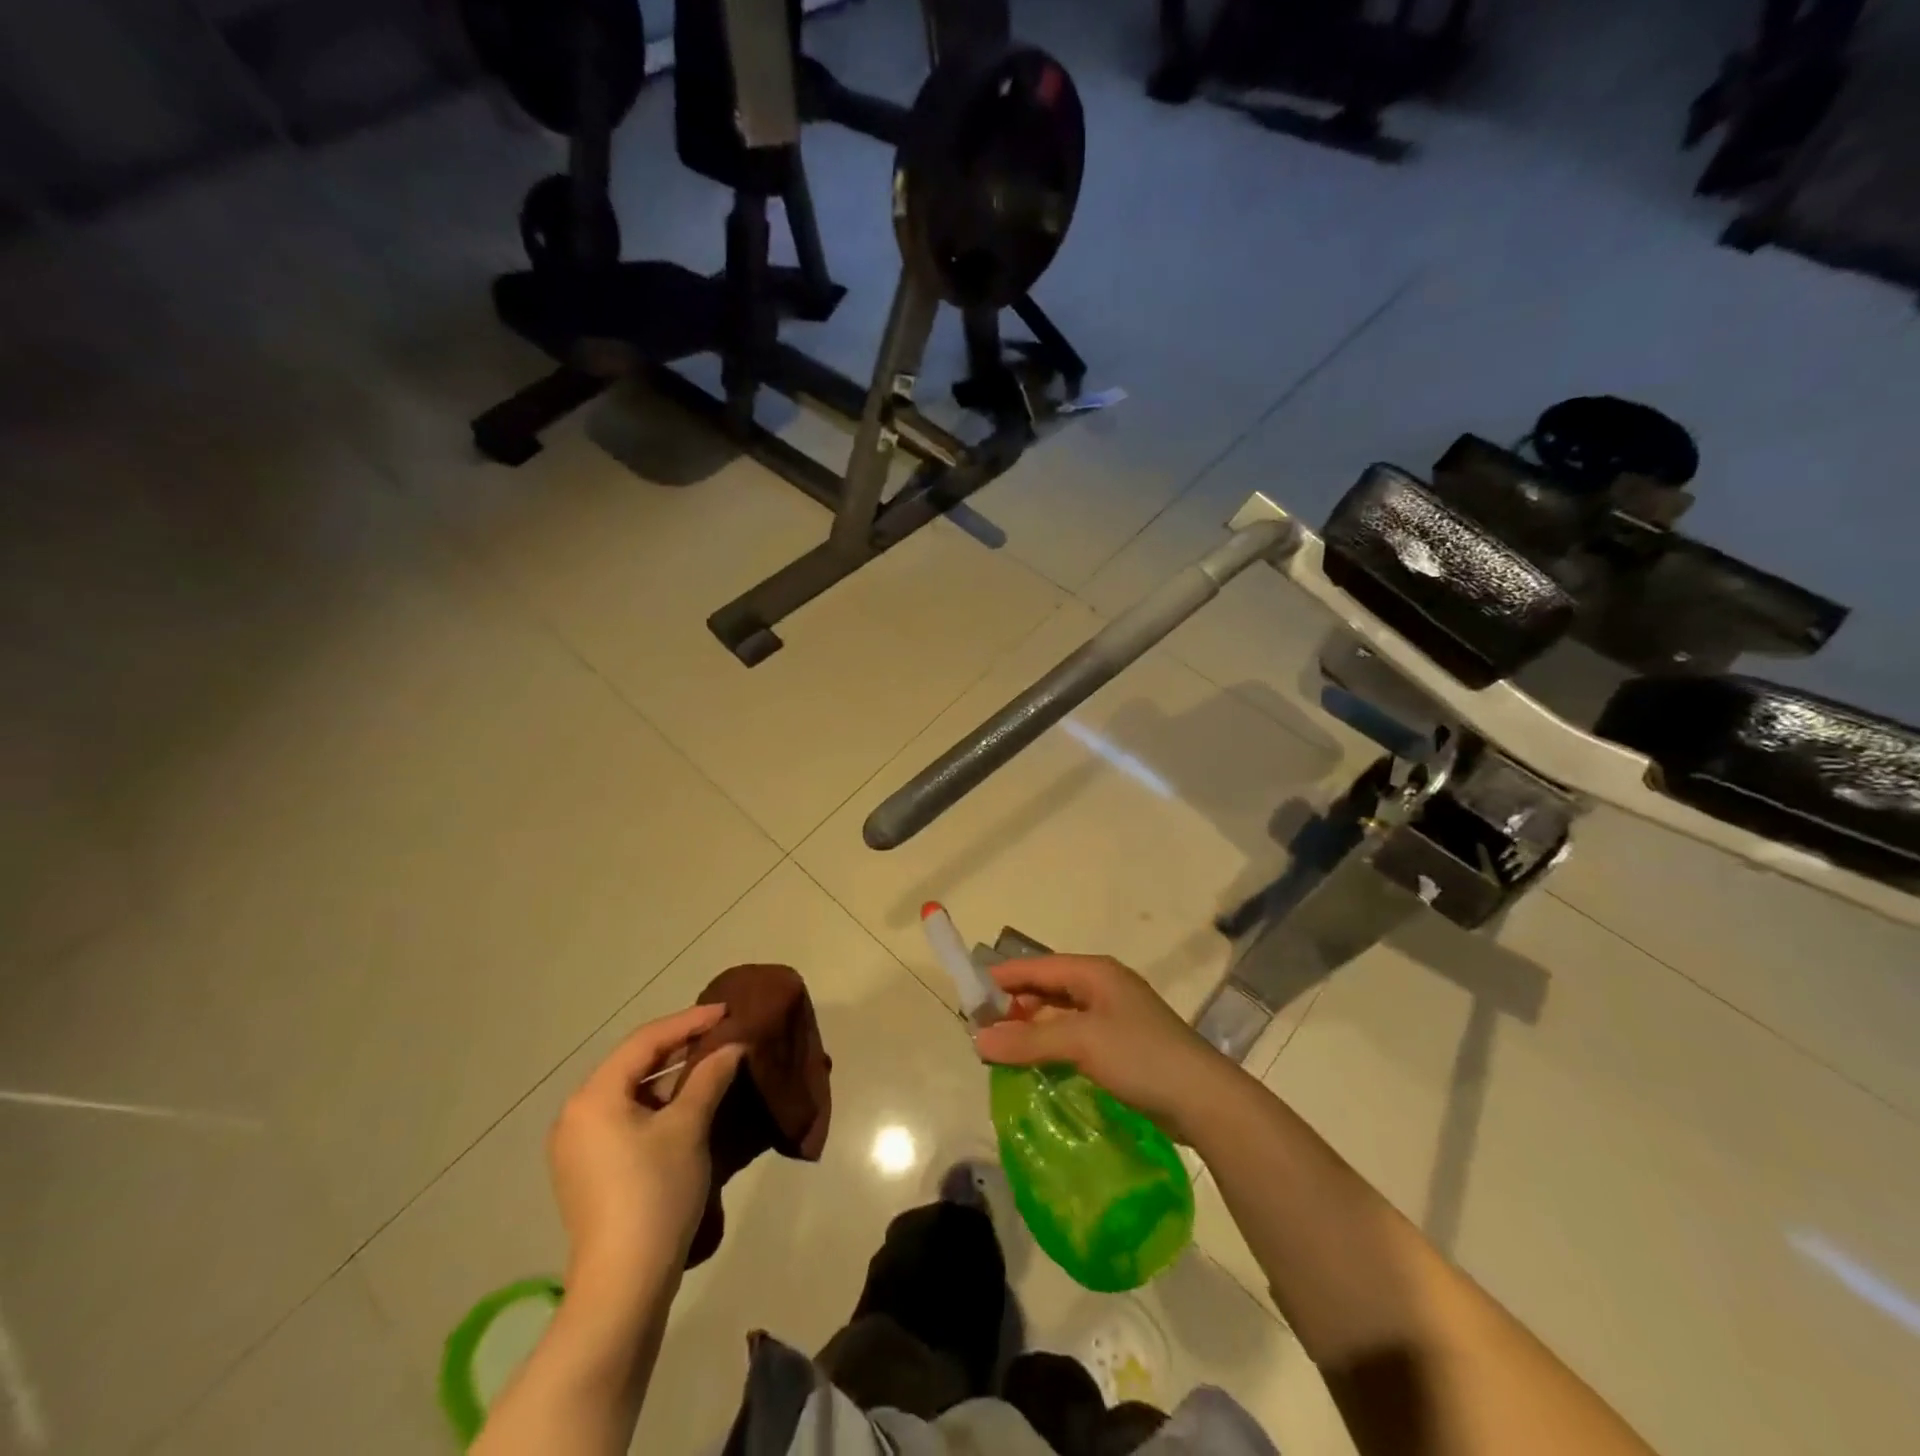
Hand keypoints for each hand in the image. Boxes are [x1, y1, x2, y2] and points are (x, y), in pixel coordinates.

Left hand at [548, 1004, 745, 1292]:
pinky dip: (657, 1105)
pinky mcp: (588, 1170)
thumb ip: (709, 1077)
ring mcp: (578, 1145)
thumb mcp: (688, 1127)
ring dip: (670, 1077)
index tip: (727, 1011)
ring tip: (712, 1064)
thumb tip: (732, 1047)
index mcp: (594, 1097)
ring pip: (631, 1092)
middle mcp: (576, 1114)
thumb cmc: (655, 1193)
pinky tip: (688, 1104)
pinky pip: (625, 1117)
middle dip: (680, 1047)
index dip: (689, 1021)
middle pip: (634, 1064)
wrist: (623, 1286)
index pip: (646, 1041)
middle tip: (721, 1033)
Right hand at [971, 955, 1242, 1143]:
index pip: (1037, 966)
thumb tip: (978, 1040)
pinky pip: (1075, 1035)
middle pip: (1048, 987)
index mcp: (1095, 972)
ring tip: (1002, 1048)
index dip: (1003, 978)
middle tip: (982, 1028)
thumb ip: (1028, 1040)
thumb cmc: (1140, 1056)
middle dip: (1015, 1004)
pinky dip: (1052, 1044)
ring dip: (1032, 1027)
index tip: (968, 995)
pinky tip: (1037, 1063)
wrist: (1203, 1099)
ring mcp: (1115, 1015)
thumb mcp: (1081, 1043)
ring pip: (1061, 1013)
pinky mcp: (1122, 1044)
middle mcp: (1103, 985)